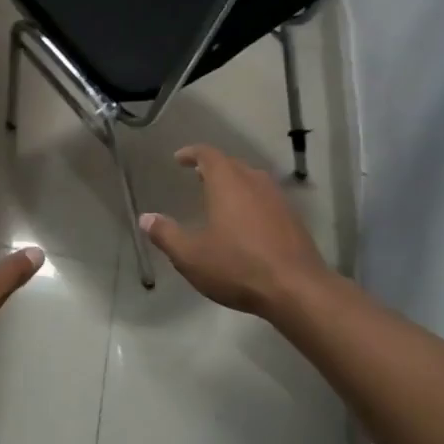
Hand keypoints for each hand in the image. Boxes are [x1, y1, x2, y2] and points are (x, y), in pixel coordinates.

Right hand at [140, 146, 332, 317]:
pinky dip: (251, 202)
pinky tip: (246, 224)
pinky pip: (266, 199)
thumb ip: (166, 235)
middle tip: (198, 178)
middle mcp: (254, 182)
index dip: (192, 153)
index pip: (208, 154)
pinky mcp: (293, 219)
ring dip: (235, 184)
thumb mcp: (191, 256)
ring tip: (221, 199)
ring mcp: (278, 199)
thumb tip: (146, 218)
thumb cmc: (238, 267)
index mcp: (227, 183)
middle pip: (232, 164)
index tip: (179, 159)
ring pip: (252, 181)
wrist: (297, 289)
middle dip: (213, 168)